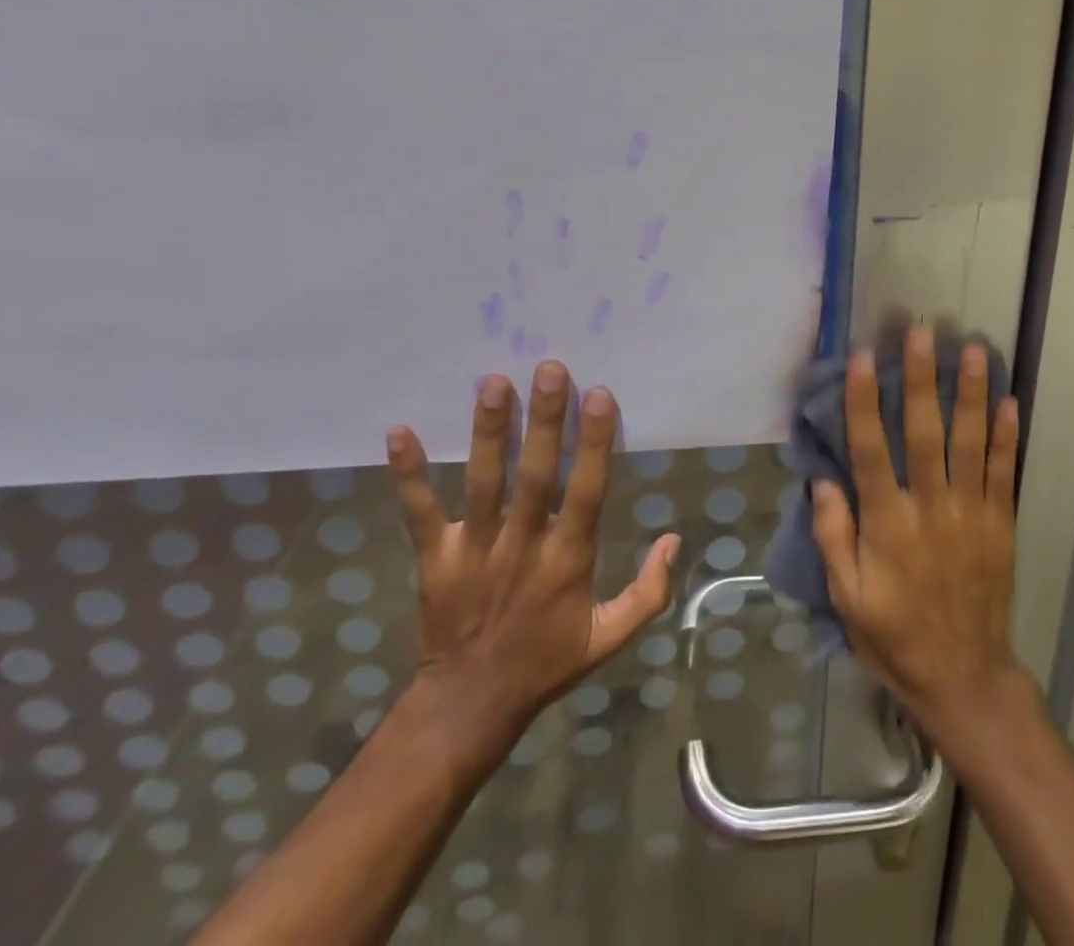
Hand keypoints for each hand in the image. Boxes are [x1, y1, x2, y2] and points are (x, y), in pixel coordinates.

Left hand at [383, 360, 679, 749]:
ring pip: (483, 483)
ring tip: (493, 382)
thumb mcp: (609, 637)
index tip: (598, 394)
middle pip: (535, 476)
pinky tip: (399, 432)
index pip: (585, 492)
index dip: (593, 443)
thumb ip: (648, 592)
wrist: (469, 706)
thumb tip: (674, 538)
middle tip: (548, 368)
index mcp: (568, 560)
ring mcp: (474, 550)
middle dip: (544, 421)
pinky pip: (419, 512)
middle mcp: (522, 546)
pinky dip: (408, 474)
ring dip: (488, 433)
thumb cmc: (546, 662)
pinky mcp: (434, 558)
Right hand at [810, 326, 1024, 742]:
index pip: (871, 451)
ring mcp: (971, 514)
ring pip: (970, 443)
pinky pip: (1004, 472)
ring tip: (975, 351)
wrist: (964, 678)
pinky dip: (1007, 435)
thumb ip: (833, 538)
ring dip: (972, 395)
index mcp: (888, 526)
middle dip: (922, 380)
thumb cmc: (894, 637)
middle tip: (923, 333)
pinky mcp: (1001, 524)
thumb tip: (823, 481)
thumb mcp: (846, 599)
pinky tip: (1010, 400)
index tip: (863, 358)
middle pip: (925, 434)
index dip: (864, 402)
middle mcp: (931, 509)